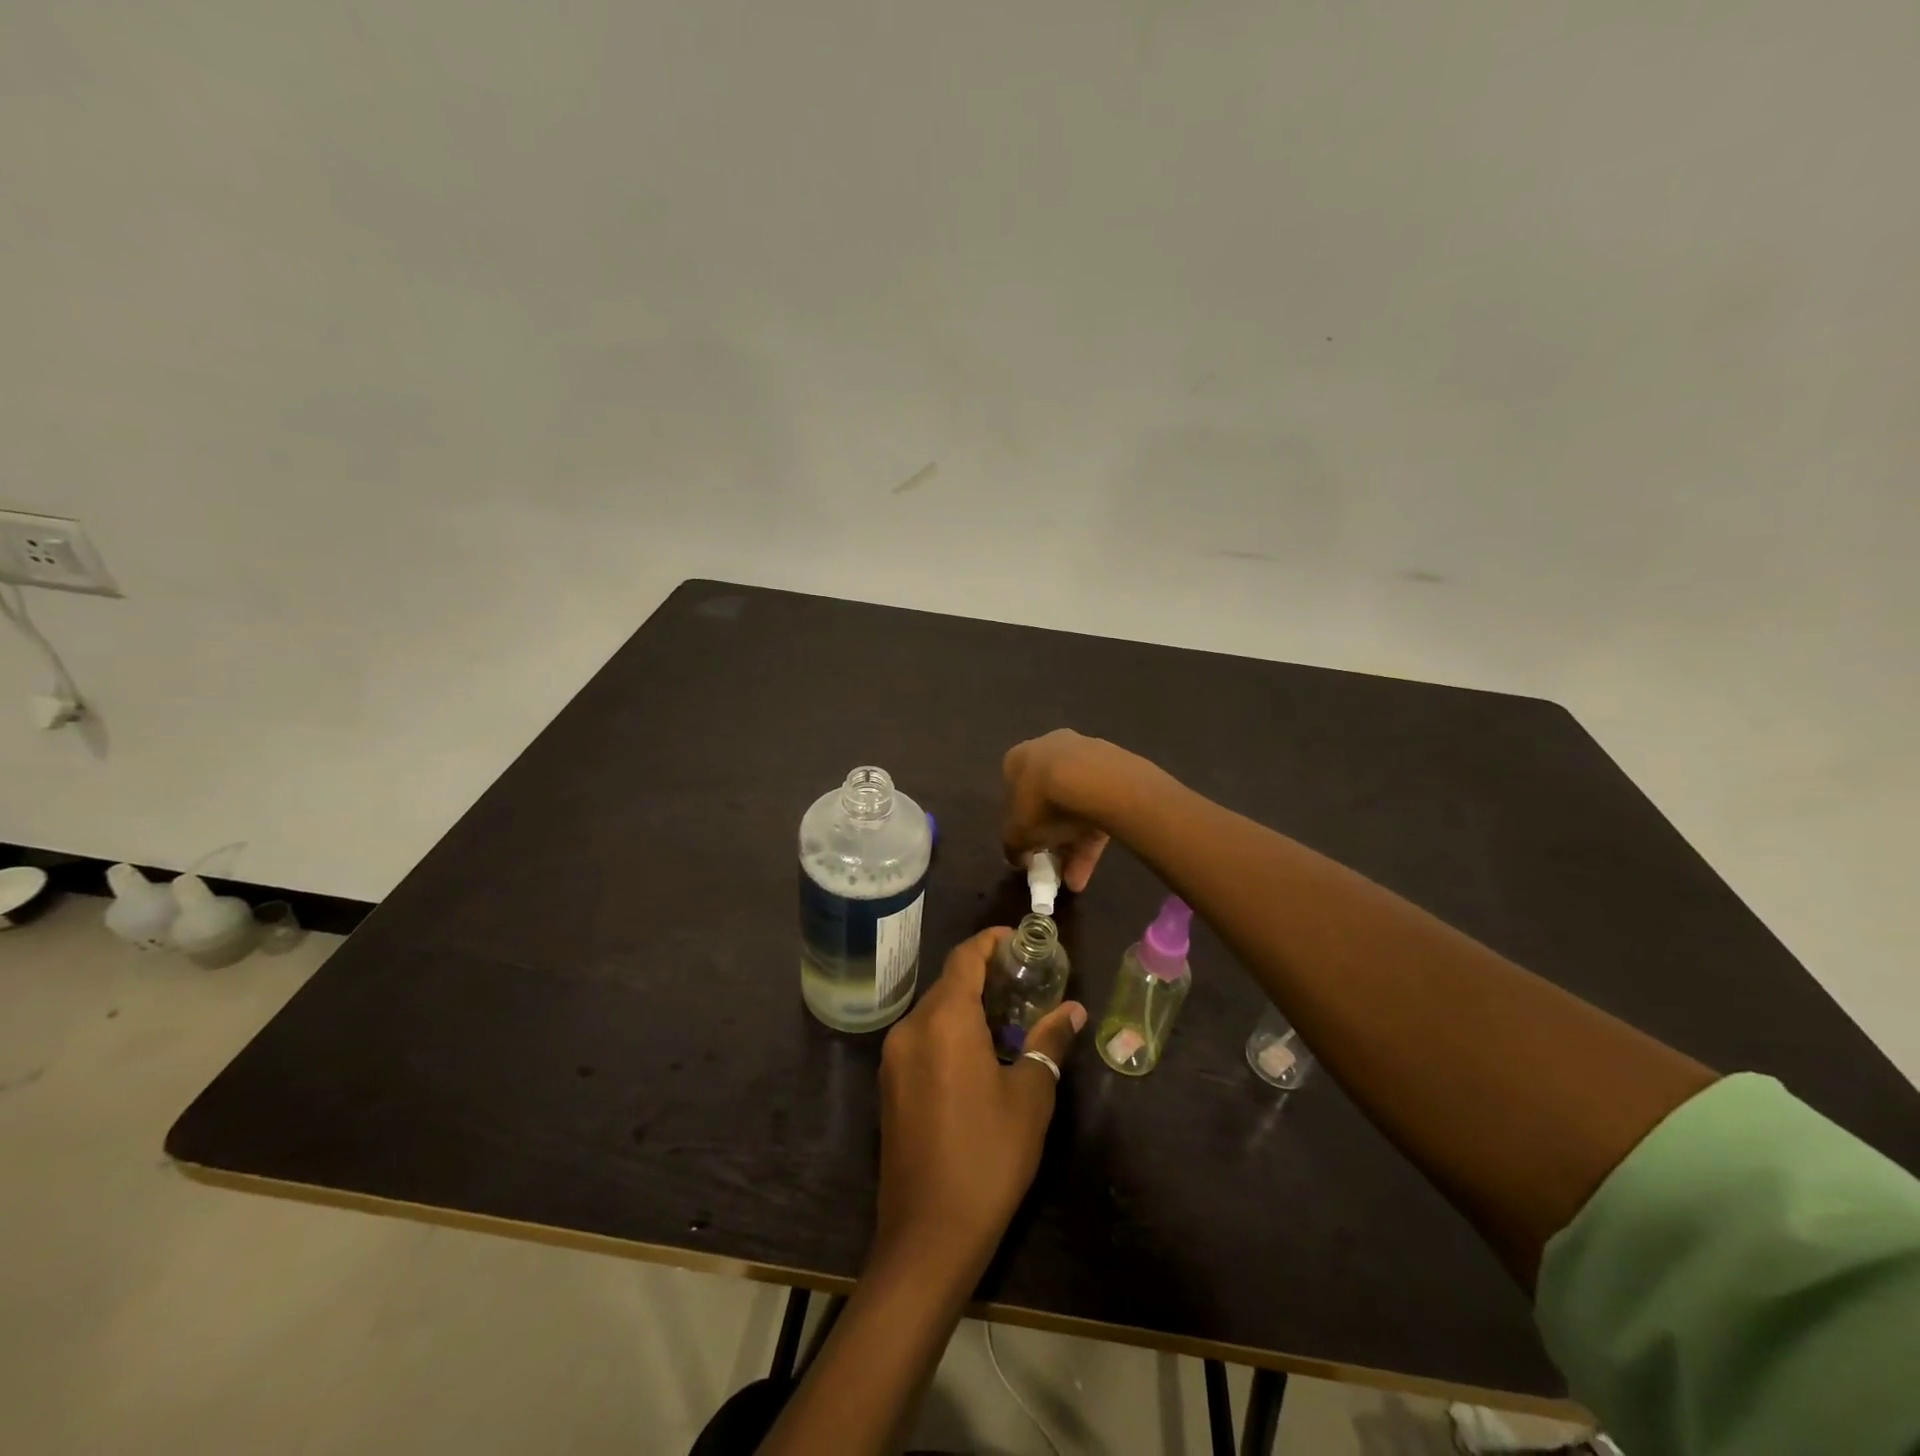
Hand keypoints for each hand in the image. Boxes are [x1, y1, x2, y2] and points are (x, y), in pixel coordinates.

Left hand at [873, 927, 1086, 1282]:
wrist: (928, 1234)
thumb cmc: (988, 1156)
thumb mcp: (1030, 1096)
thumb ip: (1049, 1042)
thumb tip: (1073, 1010)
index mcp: (943, 1021)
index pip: (964, 957)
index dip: (990, 941)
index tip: (1019, 939)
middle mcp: (911, 1028)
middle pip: (948, 982)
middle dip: (984, 975)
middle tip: (1026, 980)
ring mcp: (894, 1058)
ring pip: (934, 1011)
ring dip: (967, 1004)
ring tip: (1010, 1015)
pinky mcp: (889, 1085)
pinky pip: (922, 1038)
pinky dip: (950, 1030)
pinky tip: (979, 1052)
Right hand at [1001, 729, 1149, 891]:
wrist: (1093, 780)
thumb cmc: (1041, 802)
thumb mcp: (1016, 835)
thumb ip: (1013, 847)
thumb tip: (1017, 856)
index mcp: (1017, 759)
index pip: (1015, 795)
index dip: (1023, 826)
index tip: (1031, 849)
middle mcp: (1047, 749)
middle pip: (1048, 799)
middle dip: (1052, 836)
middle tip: (1057, 865)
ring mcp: (1083, 753)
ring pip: (1076, 804)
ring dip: (1075, 841)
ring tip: (1078, 878)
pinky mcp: (1112, 766)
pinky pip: (1099, 802)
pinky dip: (1095, 830)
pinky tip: (1096, 860)